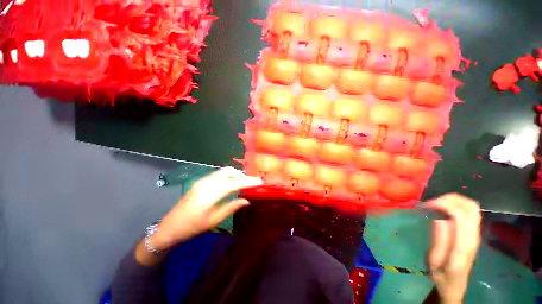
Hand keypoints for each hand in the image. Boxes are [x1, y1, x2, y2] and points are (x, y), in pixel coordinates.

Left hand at [150, 167, 262, 250]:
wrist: (169, 227)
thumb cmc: (192, 227)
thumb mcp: (214, 220)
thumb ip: (232, 207)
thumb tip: (247, 200)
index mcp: (210, 193)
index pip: (234, 183)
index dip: (248, 181)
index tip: (260, 181)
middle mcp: (207, 182)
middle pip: (229, 172)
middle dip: (242, 175)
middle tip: (252, 184)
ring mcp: (203, 180)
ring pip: (224, 171)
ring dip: (236, 175)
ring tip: (244, 184)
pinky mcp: (201, 181)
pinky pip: (219, 175)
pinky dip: (228, 177)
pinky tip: (232, 184)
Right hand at [425, 194, 480, 303]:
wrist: (455, 286)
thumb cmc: (442, 275)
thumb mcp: (435, 262)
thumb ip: (439, 241)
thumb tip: (439, 219)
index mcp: (464, 244)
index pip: (461, 215)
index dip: (444, 204)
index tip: (426, 205)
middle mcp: (474, 236)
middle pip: (471, 207)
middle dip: (450, 198)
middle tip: (432, 202)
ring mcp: (475, 234)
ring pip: (472, 207)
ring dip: (454, 200)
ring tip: (436, 204)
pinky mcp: (472, 233)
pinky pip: (469, 212)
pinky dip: (456, 205)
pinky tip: (443, 209)